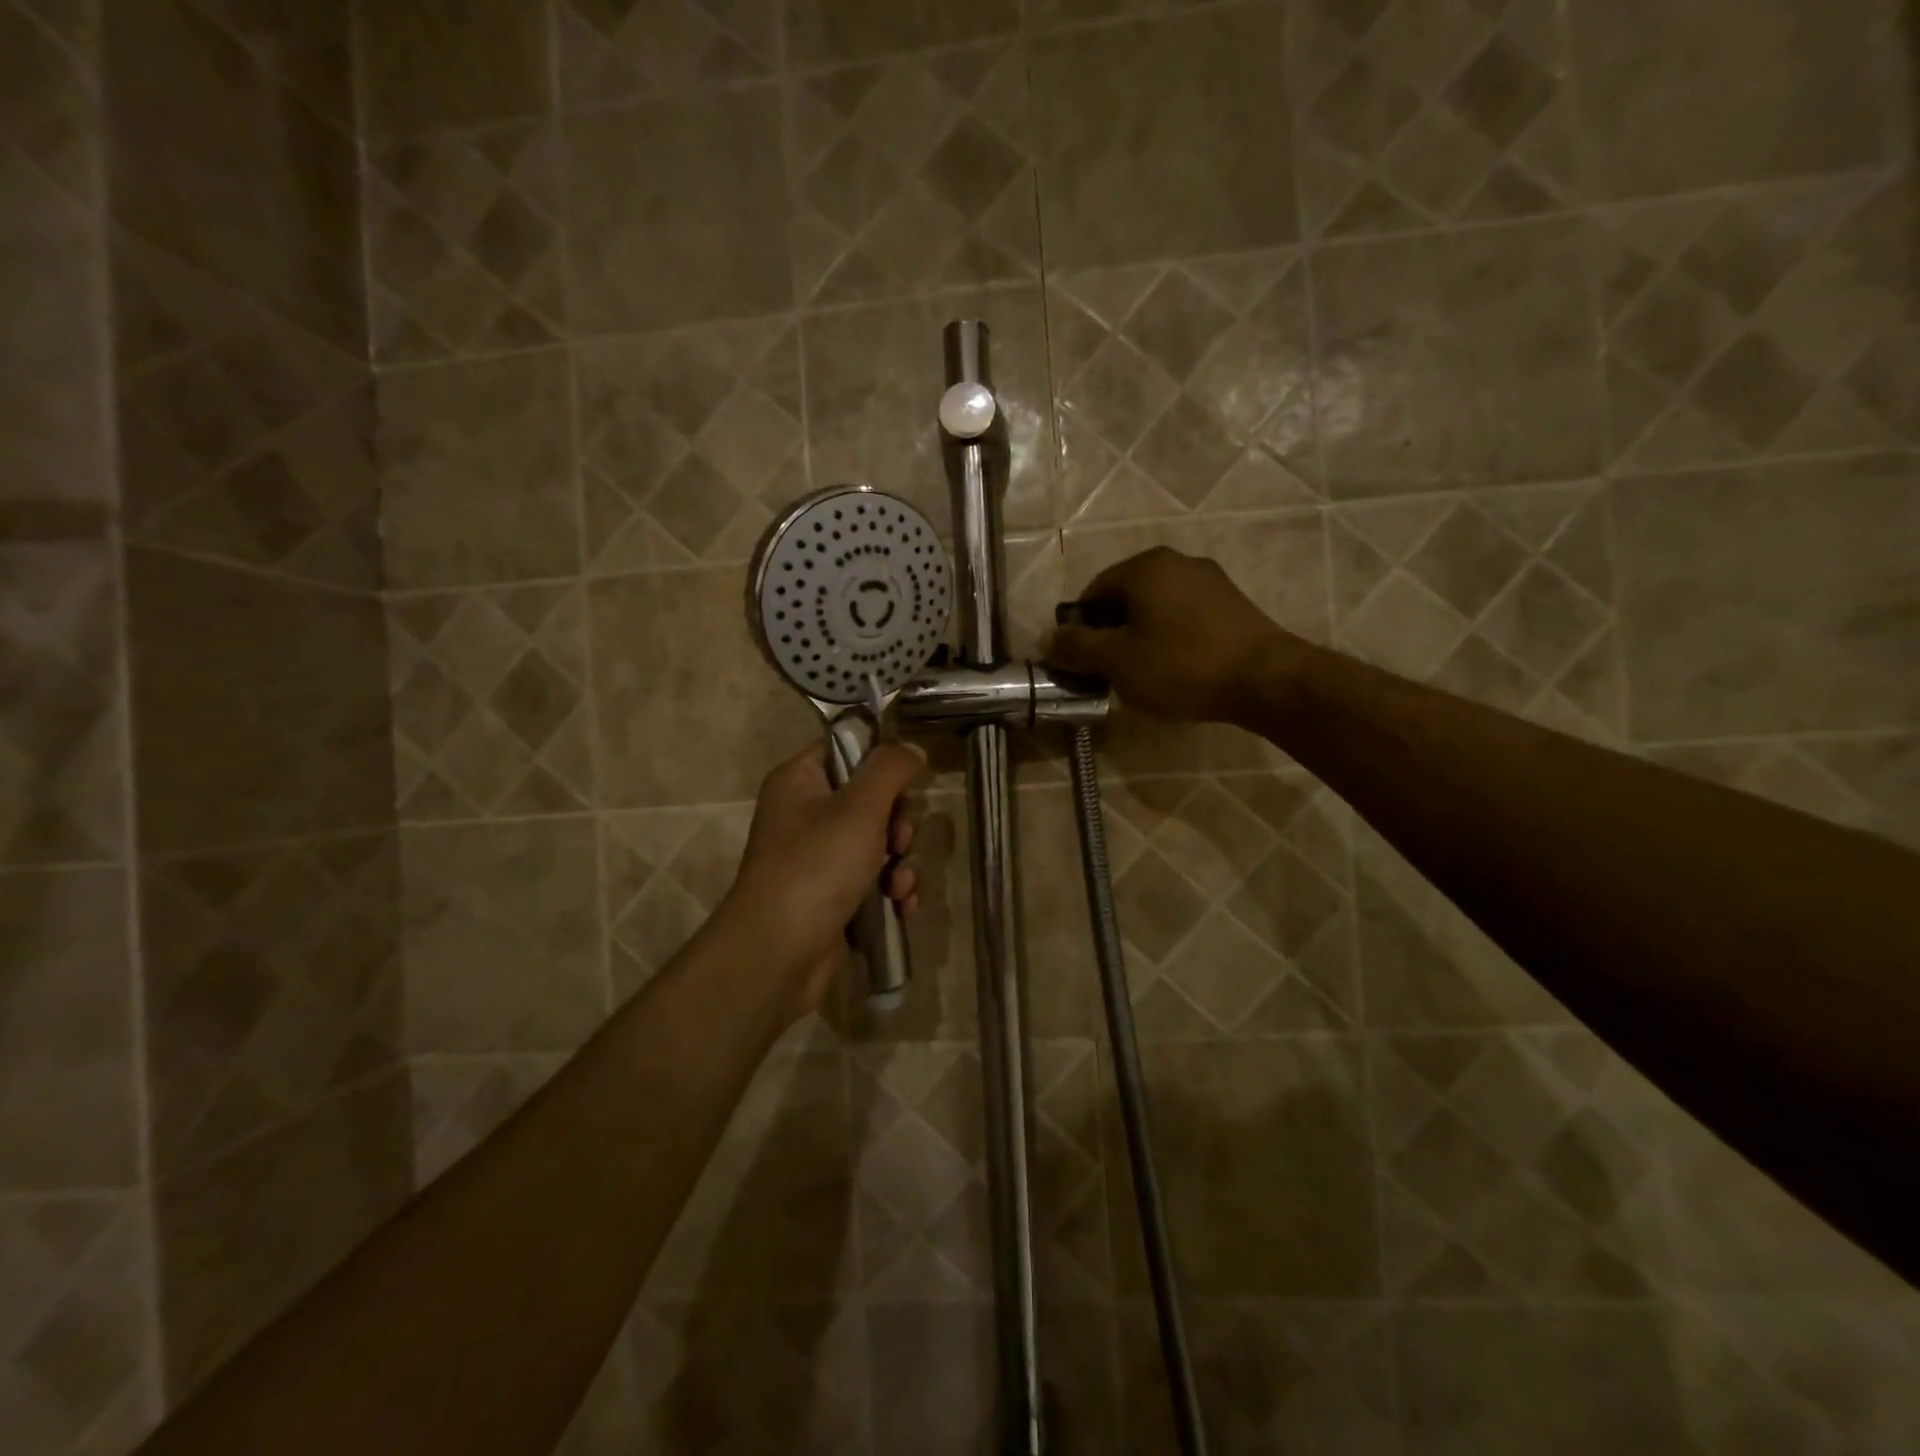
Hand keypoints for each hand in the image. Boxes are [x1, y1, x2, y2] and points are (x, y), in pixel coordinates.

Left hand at [721, 740, 924, 1019]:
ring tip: (899, 885)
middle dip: (898, 824)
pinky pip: (874, 880)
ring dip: (900, 863)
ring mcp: (818, 858)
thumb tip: (912, 748)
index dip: (881, 761)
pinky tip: (900, 906)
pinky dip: (891, 891)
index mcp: (800, 781)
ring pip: (879, 843)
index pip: (846, 749)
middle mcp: (806, 814)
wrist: (778, 953)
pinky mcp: (832, 895)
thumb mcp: (860, 806)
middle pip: (871, 799)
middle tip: (899, 841)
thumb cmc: (817, 866)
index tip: (908, 780)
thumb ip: (891, 768)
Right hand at [1047, 547, 1296, 723]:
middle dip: (1111, 634)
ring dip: (1140, 638)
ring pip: (1156, 608)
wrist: (1266, 679)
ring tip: (1143, 675)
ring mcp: (1210, 580)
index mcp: (1145, 567)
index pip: (1093, 591)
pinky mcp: (1233, 604)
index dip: (1079, 629)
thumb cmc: (1182, 665)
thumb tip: (1046, 638)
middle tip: (1109, 671)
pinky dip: (1171, 639)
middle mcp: (1177, 562)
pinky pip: (1185, 617)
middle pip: (1125, 597)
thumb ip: (1077, 647)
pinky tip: (1177, 669)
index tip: (1081, 662)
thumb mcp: (1118, 661)